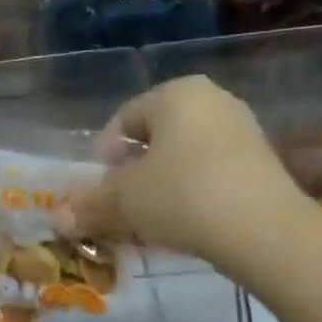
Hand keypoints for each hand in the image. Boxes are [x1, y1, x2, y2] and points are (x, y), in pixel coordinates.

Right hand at [60, 76, 312, 271]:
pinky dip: (194, 195)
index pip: (126, 117)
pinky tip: (187, 225)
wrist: (263, 228)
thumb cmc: (182, 195)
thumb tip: (58, 218)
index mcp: (177, 94)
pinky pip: (214, 175)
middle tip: (121, 206)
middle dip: (135, 172)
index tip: (98, 186)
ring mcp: (244, 132)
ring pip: (187, 158)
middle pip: (159, 137)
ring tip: (152, 220)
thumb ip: (91, 206)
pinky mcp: (263, 164)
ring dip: (163, 186)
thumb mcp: (126, 201)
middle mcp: (213, 101)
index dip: (105, 152)